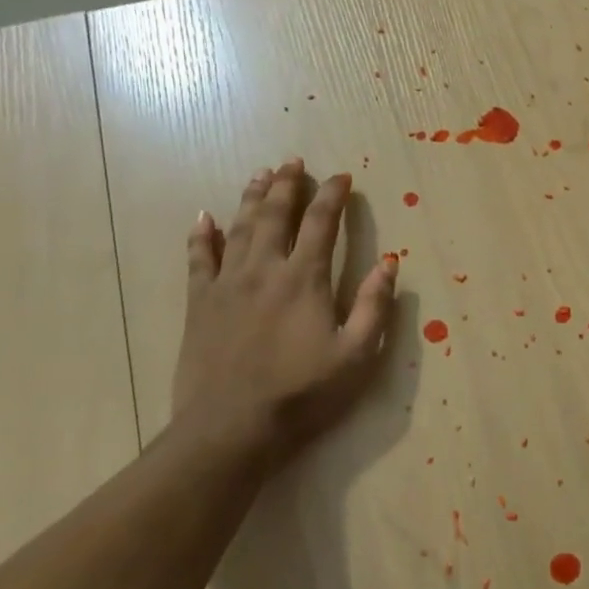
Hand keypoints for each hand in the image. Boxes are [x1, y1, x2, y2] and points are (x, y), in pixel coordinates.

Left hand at [173, 158, 396, 461]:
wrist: (230, 428)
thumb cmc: (302, 392)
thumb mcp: (356, 354)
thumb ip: (373, 305)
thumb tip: (389, 263)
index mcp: (304, 279)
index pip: (322, 224)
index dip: (332, 196)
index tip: (341, 177)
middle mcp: (264, 269)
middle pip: (276, 215)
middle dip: (288, 184)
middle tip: (294, 161)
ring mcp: (227, 284)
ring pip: (240, 227)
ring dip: (252, 198)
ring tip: (261, 174)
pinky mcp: (200, 304)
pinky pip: (199, 259)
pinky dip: (202, 236)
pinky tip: (204, 218)